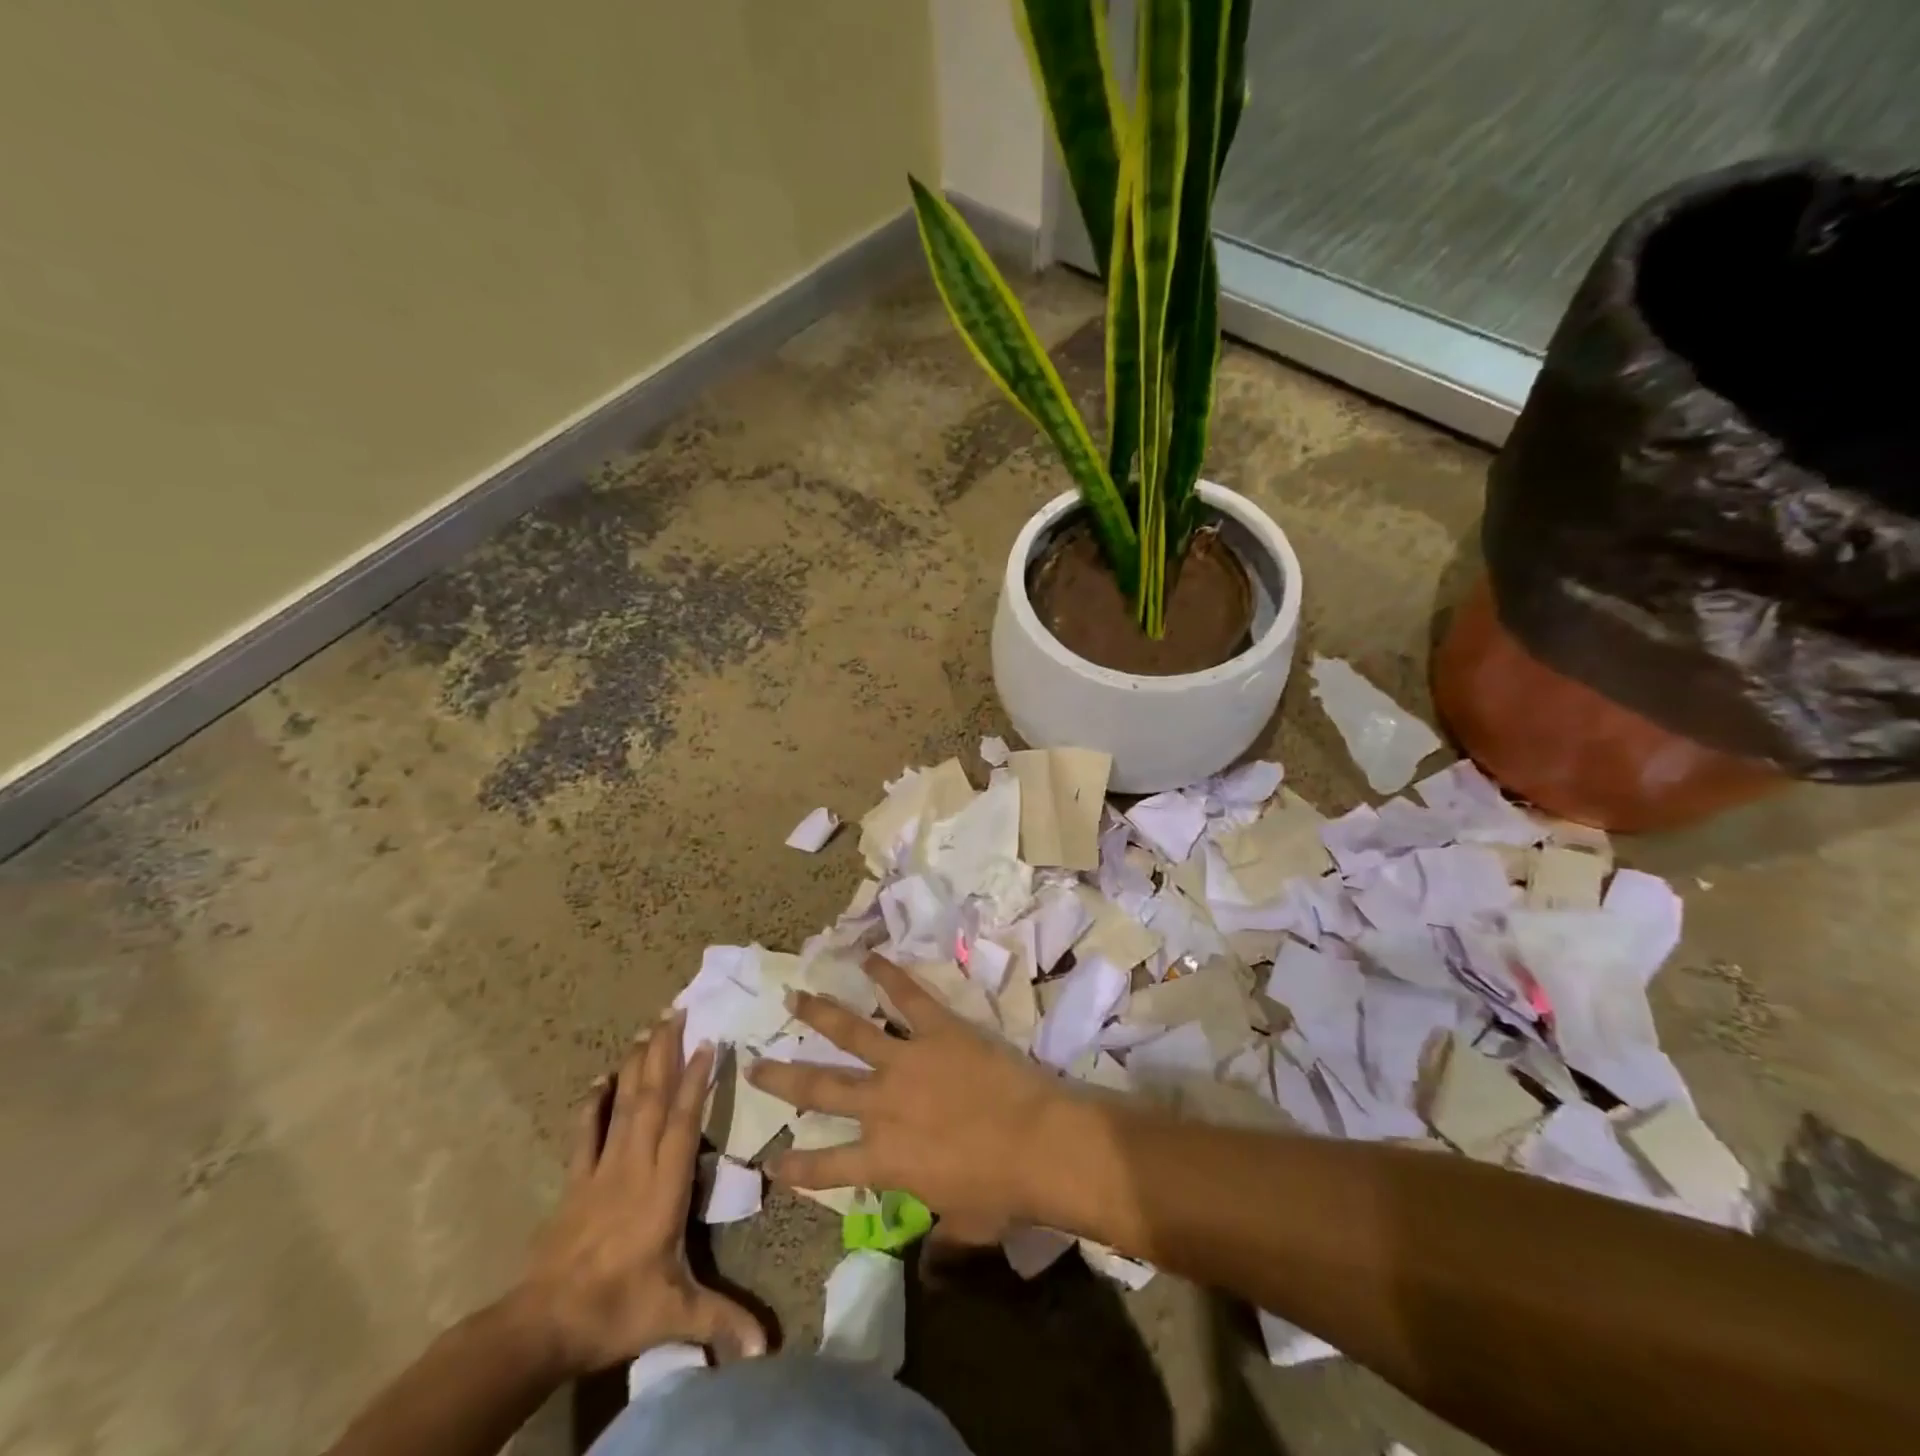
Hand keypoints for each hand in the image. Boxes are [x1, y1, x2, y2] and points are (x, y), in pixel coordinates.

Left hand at [512, 1013, 765, 1375]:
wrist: (540, 1326)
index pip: (683, 1121)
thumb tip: (770, 1349)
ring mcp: (601, 1170)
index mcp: (663, 1187)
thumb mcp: (674, 1315)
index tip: (709, 1041)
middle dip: (666, 1052)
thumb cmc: (615, 1310)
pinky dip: (593, 1103)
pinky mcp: (575, 1182)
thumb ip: (723, 1321)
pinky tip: (600, 1078)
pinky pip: (585, 1133)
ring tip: (648, 1028)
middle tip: (676, 1010)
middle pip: (652, 1098)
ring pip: (624, 1105)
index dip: (697, 1080)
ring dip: (638, 1065)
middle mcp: (635, 1165)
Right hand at [748, 954, 1082, 1242]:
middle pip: (821, 1089)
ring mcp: (907, 1061)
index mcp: (884, 1160)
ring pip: (852, 1032)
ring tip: (793, 997)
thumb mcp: (966, 1228)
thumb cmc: (1002, 1192)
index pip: (827, 1167)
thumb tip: (930, 1271)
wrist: (1038, 1142)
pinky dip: (887, 975)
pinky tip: (868, 956)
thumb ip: (941, 1244)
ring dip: (820, 1013)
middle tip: (753, 1063)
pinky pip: (907, 997)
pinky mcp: (938, 1029)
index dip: (796, 1165)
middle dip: (783, 1078)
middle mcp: (882, 1106)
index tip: (769, 1160)